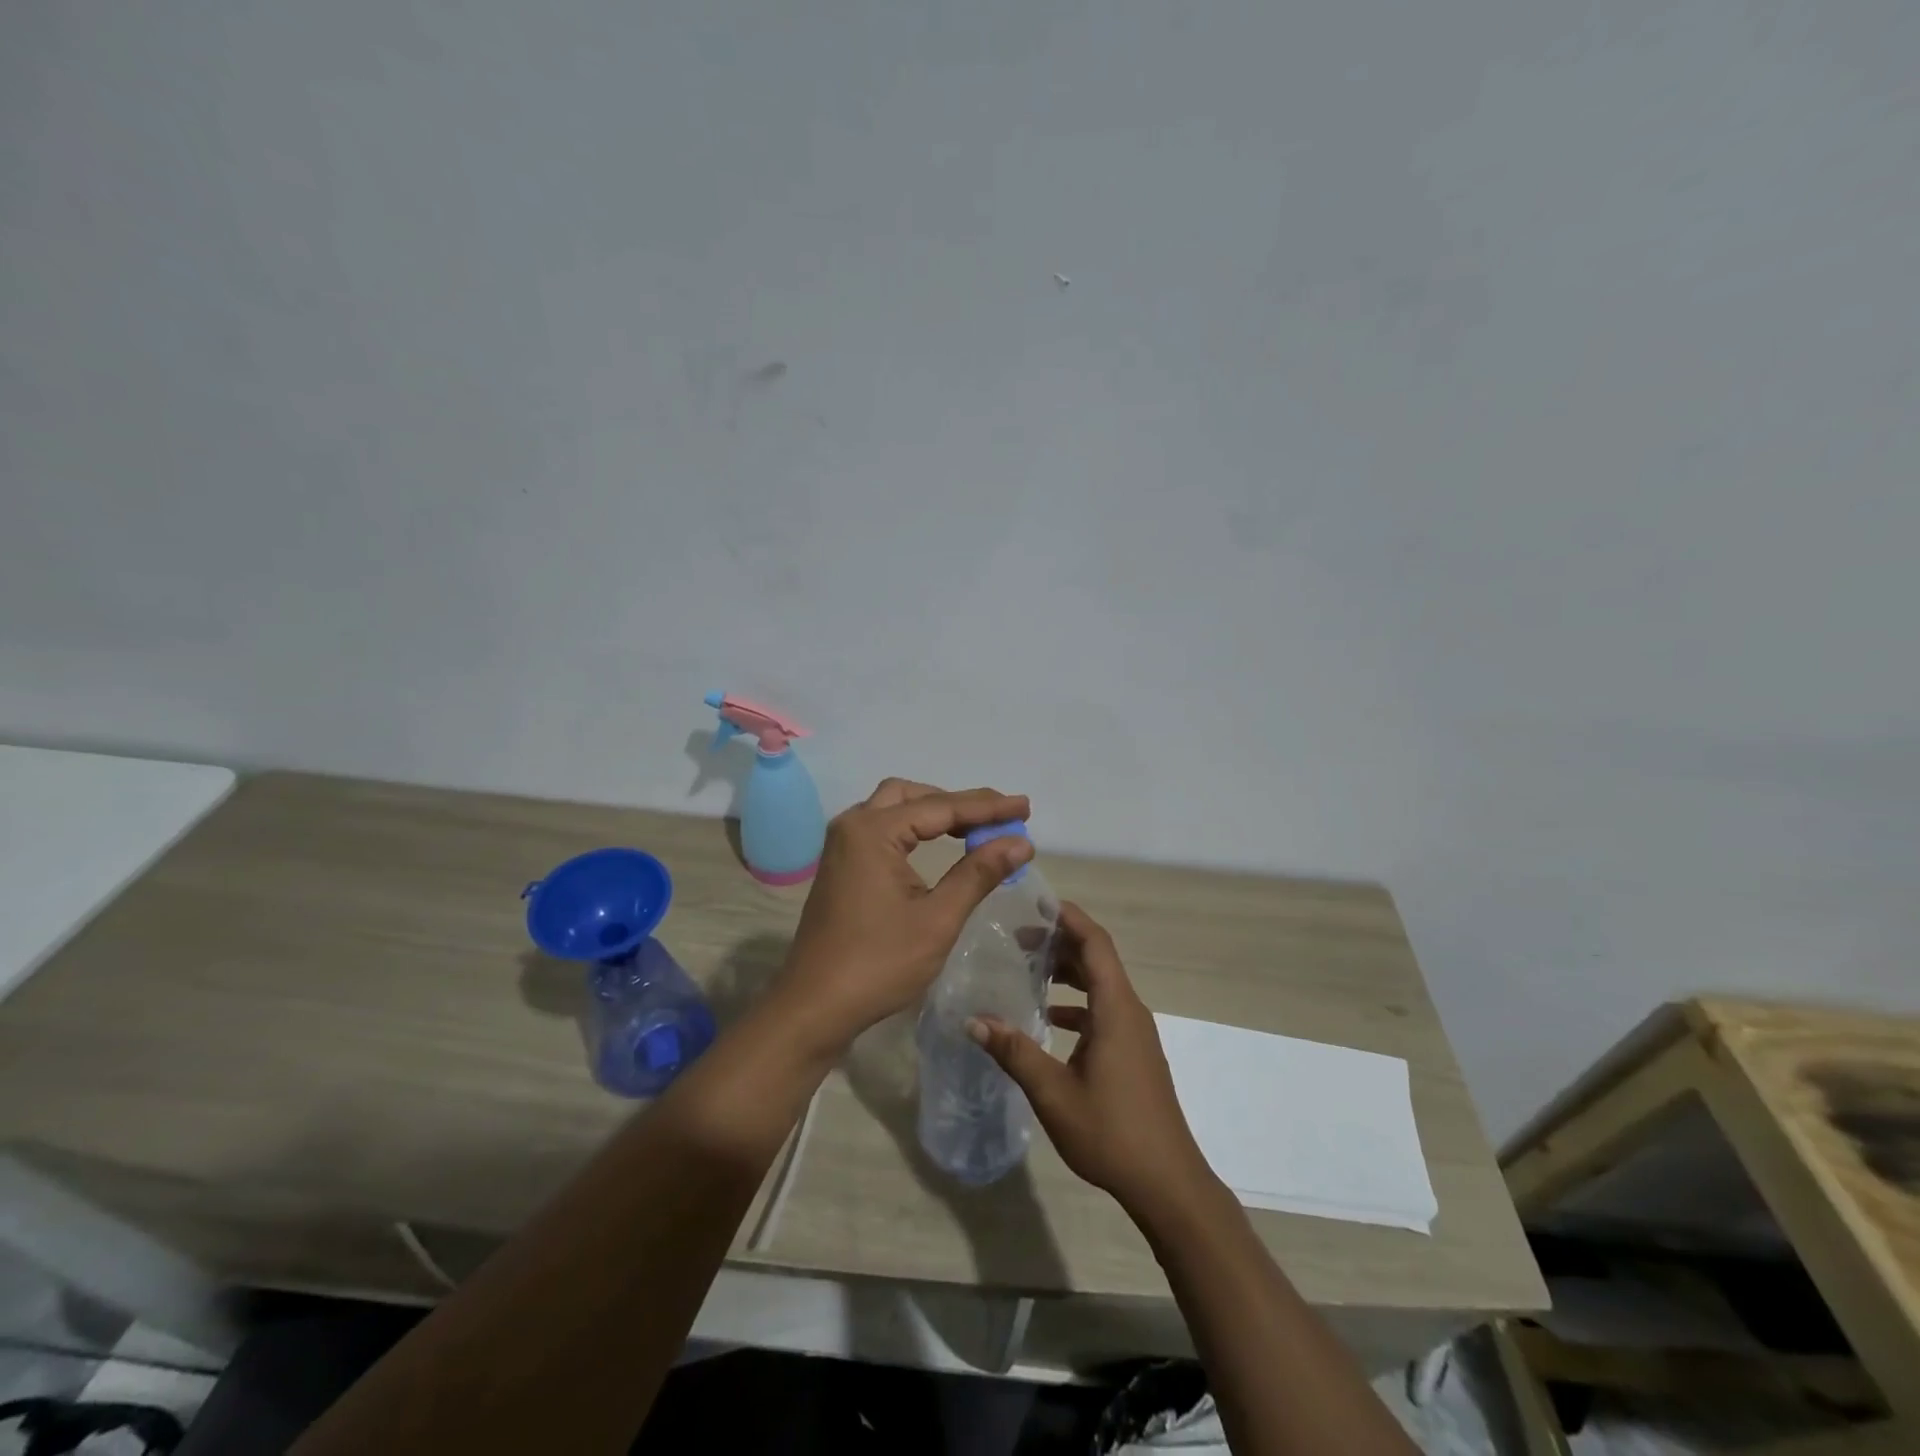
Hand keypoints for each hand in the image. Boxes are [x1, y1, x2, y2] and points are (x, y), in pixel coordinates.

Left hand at [776, 778, 1032, 1051]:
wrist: (815, 1006)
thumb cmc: (879, 964)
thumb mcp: (938, 919)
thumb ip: (979, 873)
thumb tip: (1020, 842)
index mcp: (873, 832)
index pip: (941, 807)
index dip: (987, 807)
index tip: (1025, 807)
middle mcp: (852, 825)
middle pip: (913, 795)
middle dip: (959, 803)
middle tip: (1000, 818)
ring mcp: (841, 845)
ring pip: (894, 807)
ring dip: (935, 812)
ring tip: (976, 828)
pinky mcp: (840, 864)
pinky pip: (882, 828)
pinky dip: (914, 827)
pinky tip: (937, 844)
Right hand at [970, 902, 1214, 1218]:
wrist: (1167, 1183)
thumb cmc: (1111, 1132)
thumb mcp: (1053, 1092)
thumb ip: (1014, 1051)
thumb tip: (974, 1020)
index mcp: (1116, 1008)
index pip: (1095, 942)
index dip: (1069, 918)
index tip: (1036, 903)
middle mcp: (1129, 1010)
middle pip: (1097, 958)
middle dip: (1060, 942)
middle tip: (1017, 937)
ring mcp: (1135, 1032)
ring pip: (1101, 984)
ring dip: (1068, 972)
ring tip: (1028, 969)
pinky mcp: (1134, 1052)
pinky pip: (1104, 1010)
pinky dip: (1077, 1003)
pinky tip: (1049, 1020)